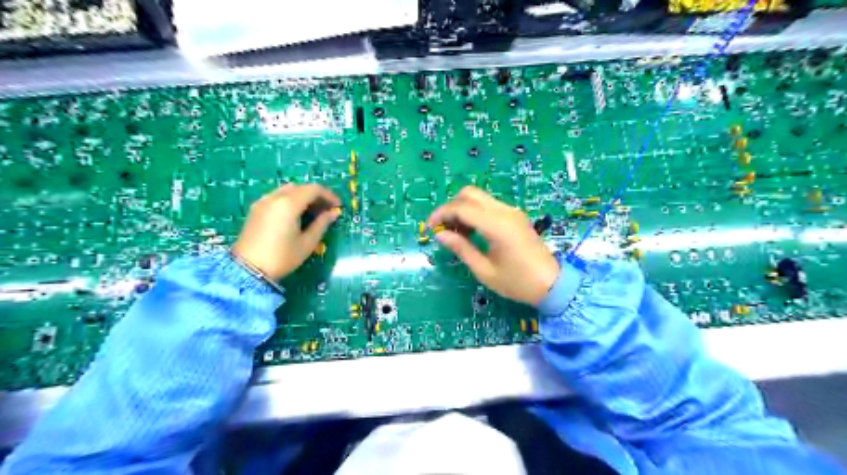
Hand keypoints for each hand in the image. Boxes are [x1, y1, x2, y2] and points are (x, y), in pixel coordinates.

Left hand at [231, 183, 340, 281]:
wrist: (248, 270)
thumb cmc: (282, 257)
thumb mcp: (307, 243)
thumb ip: (321, 224)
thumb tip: (333, 213)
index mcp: (288, 204)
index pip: (313, 189)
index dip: (328, 195)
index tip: (338, 206)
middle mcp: (275, 197)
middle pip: (300, 187)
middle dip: (316, 195)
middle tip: (326, 210)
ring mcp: (263, 202)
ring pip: (287, 190)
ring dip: (302, 196)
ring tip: (312, 212)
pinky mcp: (256, 209)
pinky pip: (277, 197)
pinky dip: (290, 200)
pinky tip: (295, 215)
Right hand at [427, 185, 559, 303]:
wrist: (552, 284)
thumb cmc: (517, 282)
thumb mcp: (485, 271)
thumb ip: (461, 249)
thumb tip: (440, 235)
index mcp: (497, 225)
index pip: (462, 207)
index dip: (441, 214)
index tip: (430, 228)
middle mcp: (505, 212)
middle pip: (469, 194)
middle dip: (451, 207)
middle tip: (443, 229)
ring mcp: (511, 211)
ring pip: (479, 198)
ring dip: (462, 209)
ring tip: (456, 234)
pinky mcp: (515, 216)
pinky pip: (489, 206)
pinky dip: (474, 213)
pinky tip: (471, 232)